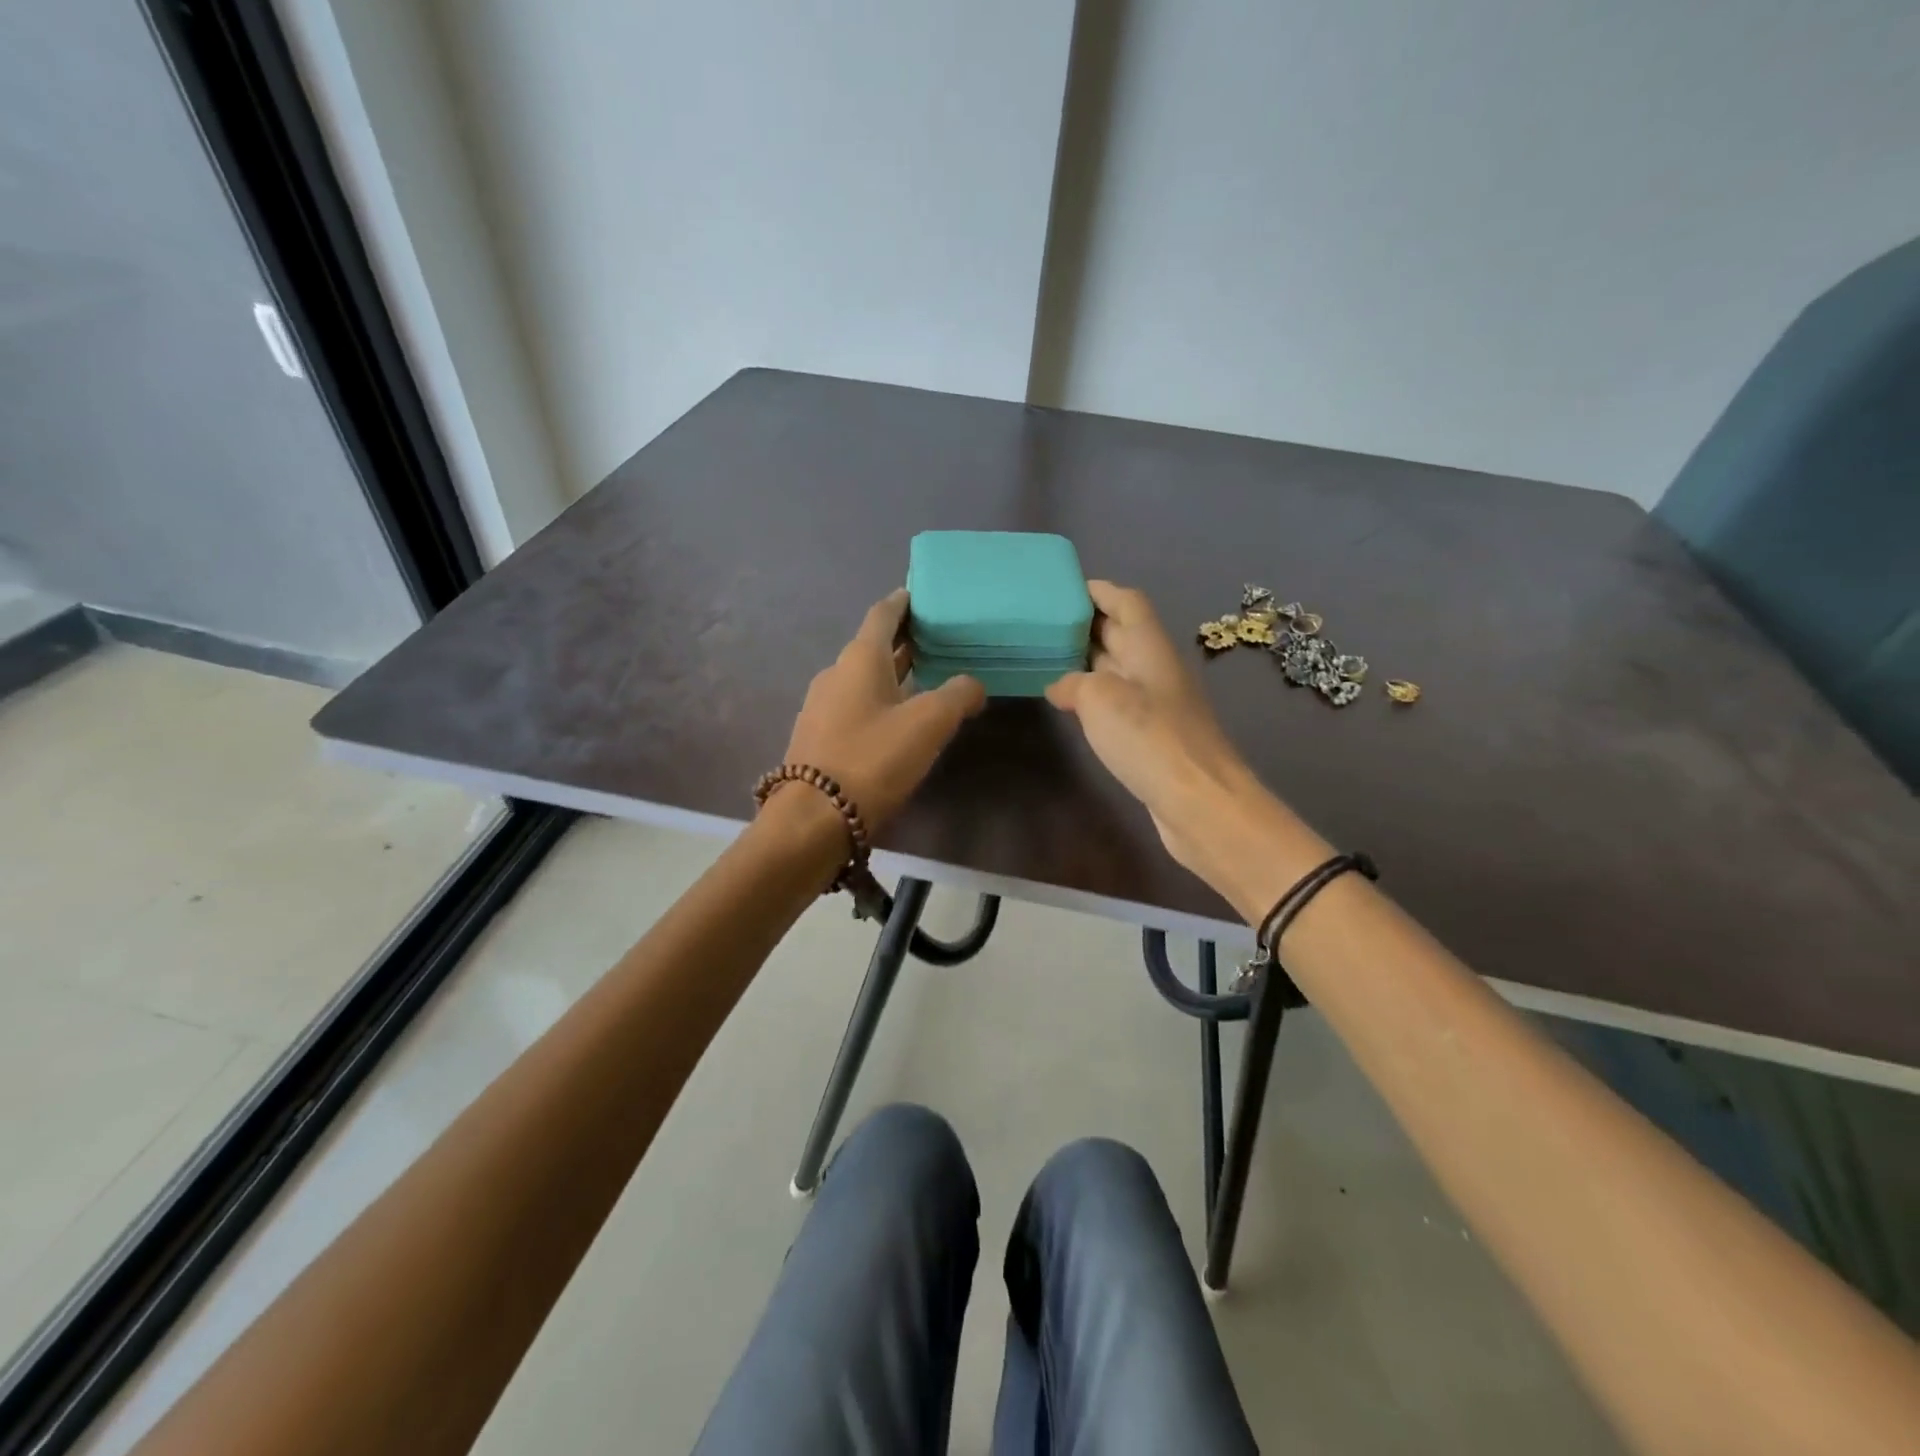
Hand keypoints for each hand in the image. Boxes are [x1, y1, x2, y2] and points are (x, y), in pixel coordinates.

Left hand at [780, 590, 985, 829]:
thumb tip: (973, 685)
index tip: (921, 594)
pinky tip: (899, 719)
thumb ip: (957, 695)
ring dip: (893, 673)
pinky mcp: (819, 737)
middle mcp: (836, 674)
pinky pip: (856, 705)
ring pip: (864, 679)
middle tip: (937, 638)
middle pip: (873, 647)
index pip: (883, 615)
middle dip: (904, 641)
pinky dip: (880, 700)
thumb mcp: (928, 724)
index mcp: (859, 658)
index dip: (903, 602)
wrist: (813, 818)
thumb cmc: (873, 759)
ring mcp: (822, 706)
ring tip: (926, 678)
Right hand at [1046, 582, 1322, 903]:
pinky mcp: (1152, 736)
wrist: (1200, 803)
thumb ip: (1074, 683)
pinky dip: (1093, 697)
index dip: (1097, 591)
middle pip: (1121, 633)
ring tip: (1046, 659)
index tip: (1061, 589)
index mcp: (1149, 647)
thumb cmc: (1150, 738)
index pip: (1126, 601)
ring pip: (1117, 669)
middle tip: (1041, 624)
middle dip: (1084, 625)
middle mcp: (1155, 668)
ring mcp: (1156, 704)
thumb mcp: (1100, 699)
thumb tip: (1061, 686)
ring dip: (1086, 662)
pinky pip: (1118, 703)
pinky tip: (1069, 706)